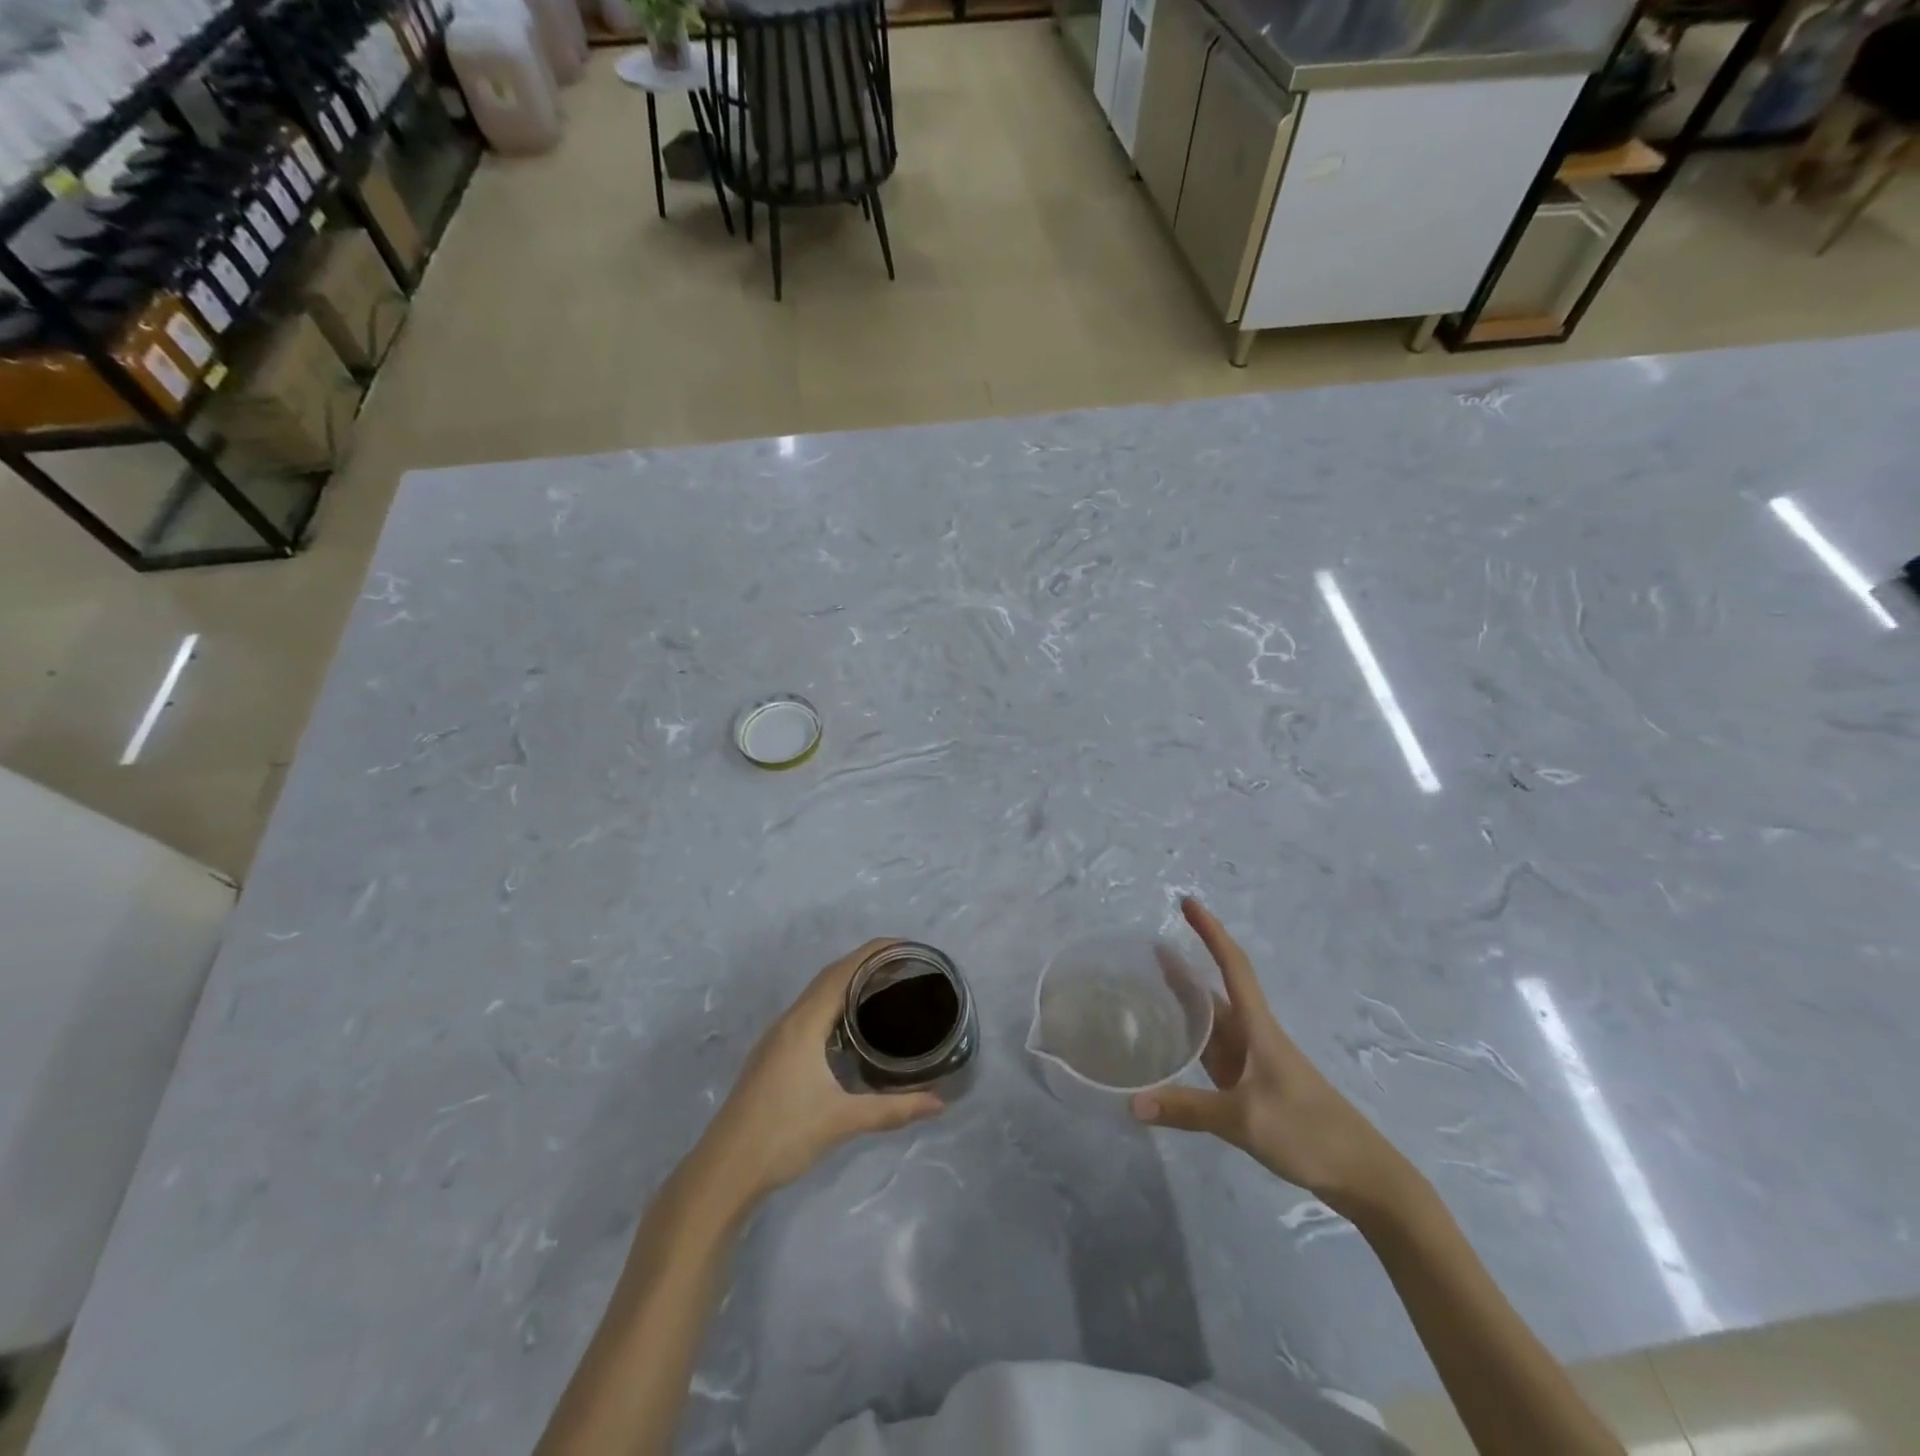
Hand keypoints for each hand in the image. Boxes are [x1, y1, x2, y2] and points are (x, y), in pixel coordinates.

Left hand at [689, 940, 945, 1212]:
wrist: (725, 1169)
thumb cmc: (783, 1135)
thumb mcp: (843, 1120)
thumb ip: (892, 1109)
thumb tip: (939, 1104)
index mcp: (804, 1023)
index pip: (843, 971)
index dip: (874, 952)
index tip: (908, 947)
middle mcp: (790, 1021)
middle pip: (830, 976)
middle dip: (866, 962)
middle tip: (905, 965)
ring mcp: (778, 1037)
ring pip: (817, 994)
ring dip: (849, 981)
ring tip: (885, 985)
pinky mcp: (774, 1054)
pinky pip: (810, 1011)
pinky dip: (835, 1002)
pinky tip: (852, 1023)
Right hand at [1134, 899, 1415, 1217]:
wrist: (1360, 1174)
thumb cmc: (1308, 1131)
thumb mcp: (1244, 1119)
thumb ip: (1187, 1110)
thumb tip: (1132, 1104)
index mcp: (1257, 1028)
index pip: (1232, 966)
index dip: (1210, 932)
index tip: (1187, 902)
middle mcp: (1253, 1036)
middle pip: (1215, 991)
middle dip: (1184, 968)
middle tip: (1145, 951)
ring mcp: (1251, 1063)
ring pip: (1212, 1023)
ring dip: (1185, 1004)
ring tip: (1147, 989)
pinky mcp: (1250, 1088)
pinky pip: (1212, 1053)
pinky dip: (1189, 1041)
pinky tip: (1169, 1046)